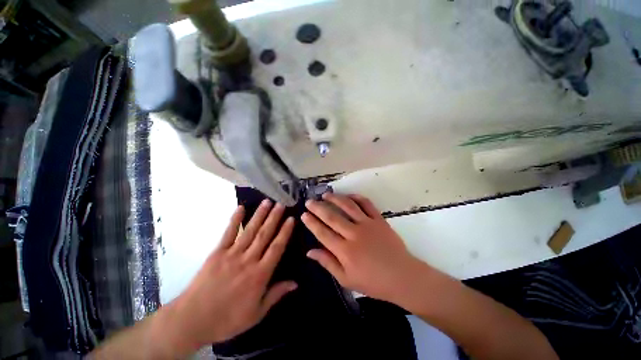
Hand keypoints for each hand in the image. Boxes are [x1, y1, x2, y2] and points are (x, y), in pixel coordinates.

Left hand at [167, 200, 296, 350]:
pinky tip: (241, 208)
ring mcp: (232, 254)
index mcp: (259, 274)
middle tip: (281, 204)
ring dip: (260, 215)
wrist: (192, 320)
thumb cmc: (227, 319)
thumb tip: (295, 283)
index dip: (285, 232)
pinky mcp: (217, 253)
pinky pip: (228, 233)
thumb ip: (276, 295)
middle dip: (274, 218)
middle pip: (264, 234)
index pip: (276, 248)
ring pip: (250, 231)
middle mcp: (248, 260)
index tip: (291, 219)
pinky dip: (235, 220)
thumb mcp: (256, 313)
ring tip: (267, 202)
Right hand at [301, 193, 429, 307]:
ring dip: (335, 198)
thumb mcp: (346, 279)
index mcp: (345, 251)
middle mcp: (354, 234)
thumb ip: (327, 263)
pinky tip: (348, 196)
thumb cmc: (373, 282)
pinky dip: (356, 197)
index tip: (303, 214)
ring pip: (348, 206)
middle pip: (332, 217)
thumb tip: (310, 251)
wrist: (403, 277)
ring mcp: (367, 224)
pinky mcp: (379, 220)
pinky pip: (366, 204)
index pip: (323, 233)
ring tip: (325, 194)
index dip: (311, 222)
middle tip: (309, 201)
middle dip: (318, 207)